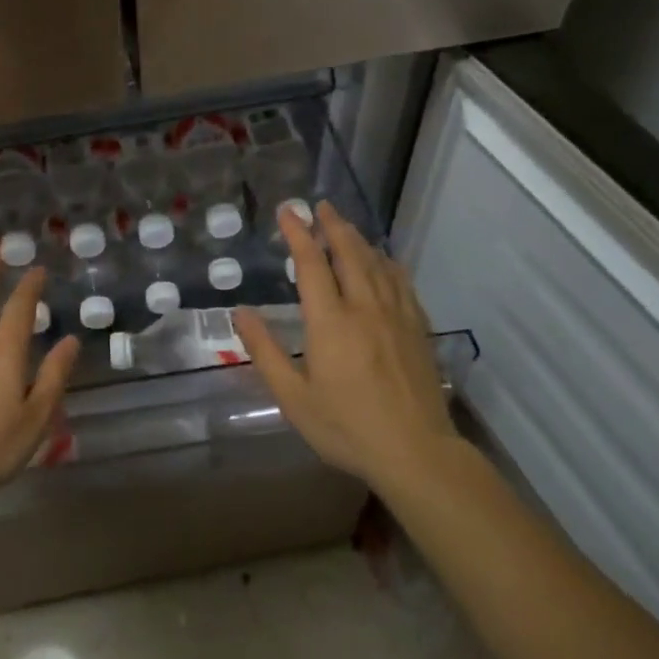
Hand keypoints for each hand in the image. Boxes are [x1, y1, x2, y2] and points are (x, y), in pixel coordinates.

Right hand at [234, 201, 454, 494]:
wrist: (416, 452)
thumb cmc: (347, 427)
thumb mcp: (294, 398)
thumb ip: (265, 352)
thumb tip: (241, 313)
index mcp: (331, 322)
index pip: (312, 264)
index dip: (299, 234)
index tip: (288, 211)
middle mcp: (364, 308)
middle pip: (349, 253)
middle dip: (332, 226)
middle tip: (320, 206)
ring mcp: (396, 316)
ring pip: (377, 263)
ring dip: (358, 239)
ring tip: (344, 224)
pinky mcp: (417, 328)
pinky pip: (401, 282)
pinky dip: (387, 262)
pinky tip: (384, 259)